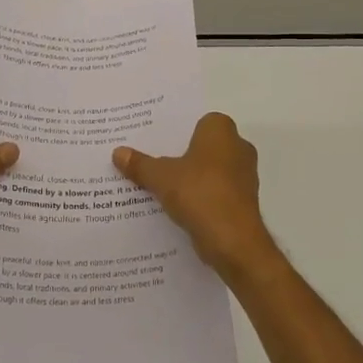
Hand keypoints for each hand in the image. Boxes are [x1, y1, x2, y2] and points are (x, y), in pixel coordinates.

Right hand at [114, 113, 282, 285]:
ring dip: (192, 179)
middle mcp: (238, 147)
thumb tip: (117, 152)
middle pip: (204, 147)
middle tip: (153, 162)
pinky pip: (216, 192)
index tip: (157, 142)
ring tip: (161, 187)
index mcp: (221, 131)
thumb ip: (140, 164)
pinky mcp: (244, 202)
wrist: (233, 240)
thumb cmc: (199, 193)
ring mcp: (244, 176)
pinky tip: (178, 208)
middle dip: (183, 155)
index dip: (178, 132)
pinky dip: (201, 198)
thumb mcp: (160, 177)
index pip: (198, 122)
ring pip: (211, 171)